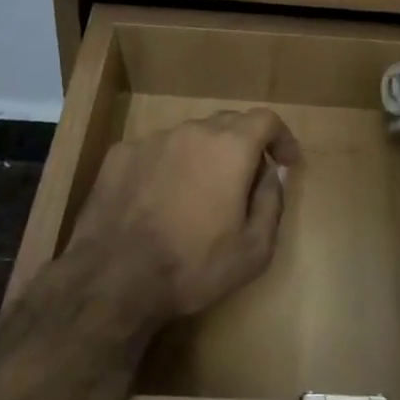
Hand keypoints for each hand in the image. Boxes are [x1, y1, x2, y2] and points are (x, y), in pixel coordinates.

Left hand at [66, 108, 301, 329]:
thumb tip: (271, 174)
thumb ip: (271, 202)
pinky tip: (160, 199)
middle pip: (228, 122)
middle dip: (245, 144)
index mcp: (230, 147)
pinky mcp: (121, 154)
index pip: (265, 119)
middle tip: (247, 178)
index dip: (281, 137)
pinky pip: (156, 151)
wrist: (113, 279)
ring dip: (204, 155)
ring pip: (190, 136)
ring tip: (200, 192)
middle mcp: (192, 131)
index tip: (286, 161)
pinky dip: (168, 166)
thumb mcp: (254, 250)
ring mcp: (153, 139)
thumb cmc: (193, 266)